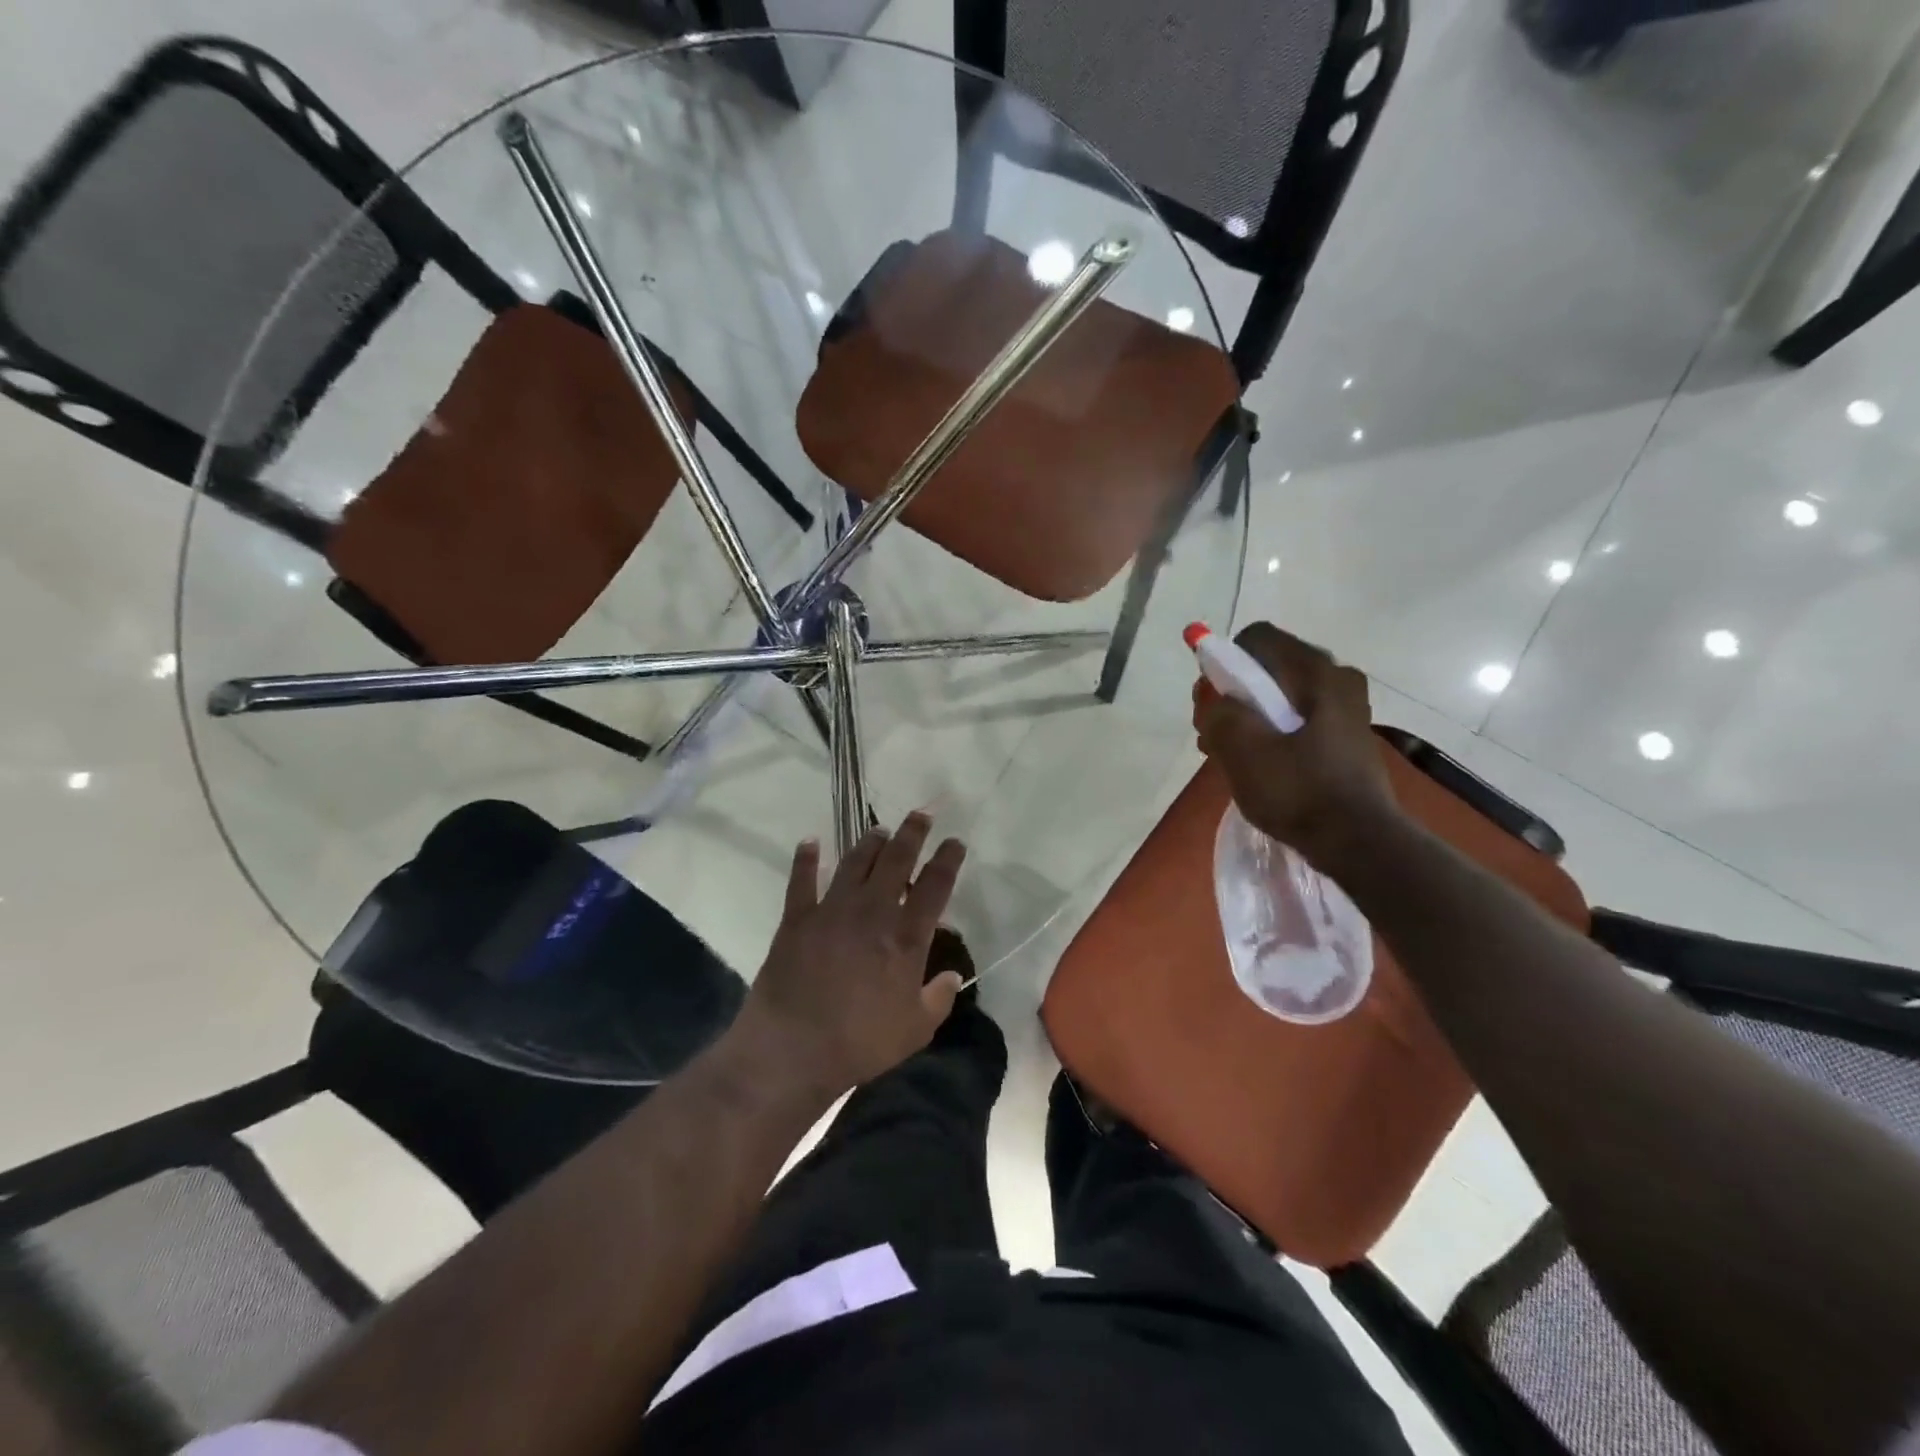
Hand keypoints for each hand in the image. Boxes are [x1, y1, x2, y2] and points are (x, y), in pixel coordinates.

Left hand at [736, 812, 966, 1097]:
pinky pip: (801, 879)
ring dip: (870, 842)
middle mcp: (872, 911)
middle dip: (912, 833)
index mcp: (906, 936)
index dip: (948, 859)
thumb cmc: (861, 1042)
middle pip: (896, 859)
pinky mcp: (797, 918)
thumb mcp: (915, 1029)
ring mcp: (832, 910)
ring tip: (880, 830)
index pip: (935, 885)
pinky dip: (806, 858)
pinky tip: (810, 841)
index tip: (955, 841)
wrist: (793, 1048)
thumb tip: (952, 975)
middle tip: (920, 815)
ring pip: (855, 862)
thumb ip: (938, 998)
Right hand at [1194, 622, 1401, 869]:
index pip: (1255, 638)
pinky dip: (1271, 733)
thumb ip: (1217, 710)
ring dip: (1248, 718)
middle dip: (1232, 696)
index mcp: (1315, 671)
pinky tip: (1257, 766)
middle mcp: (1336, 678)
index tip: (1211, 701)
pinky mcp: (1346, 737)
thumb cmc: (1297, 790)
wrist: (1358, 842)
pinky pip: (1297, 719)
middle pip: (1267, 668)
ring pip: (1280, 697)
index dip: (1223, 662)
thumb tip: (1212, 696)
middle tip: (1213, 734)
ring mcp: (1346, 709)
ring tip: (1228, 755)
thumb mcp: (1240, 748)